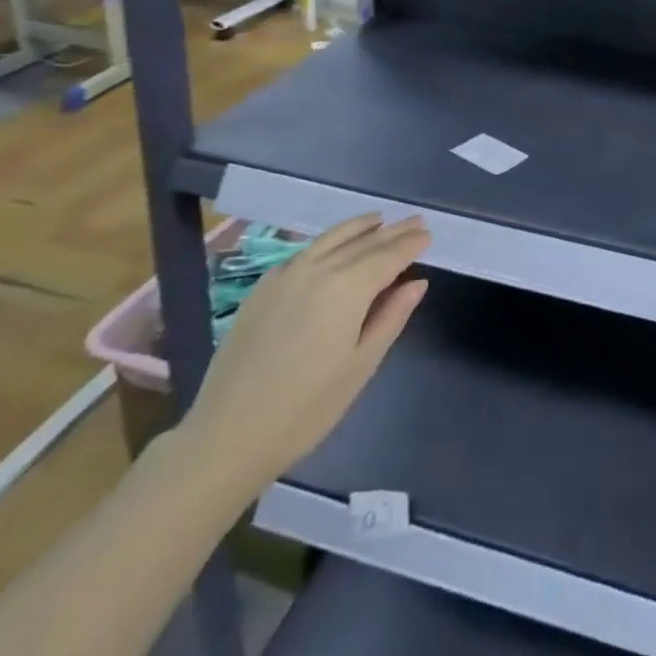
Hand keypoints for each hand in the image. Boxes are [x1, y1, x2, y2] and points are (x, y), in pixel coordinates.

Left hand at [179, 214, 430, 492]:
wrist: (227, 435)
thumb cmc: (307, 407)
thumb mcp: (361, 365)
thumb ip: (392, 316)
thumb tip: (416, 282)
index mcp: (347, 287)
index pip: (388, 255)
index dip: (410, 244)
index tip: (428, 234)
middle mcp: (318, 268)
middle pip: (363, 242)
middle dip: (391, 232)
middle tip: (414, 221)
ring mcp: (286, 274)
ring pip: (331, 239)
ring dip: (359, 228)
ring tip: (379, 220)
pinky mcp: (263, 287)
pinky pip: (306, 251)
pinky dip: (329, 242)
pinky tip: (334, 247)